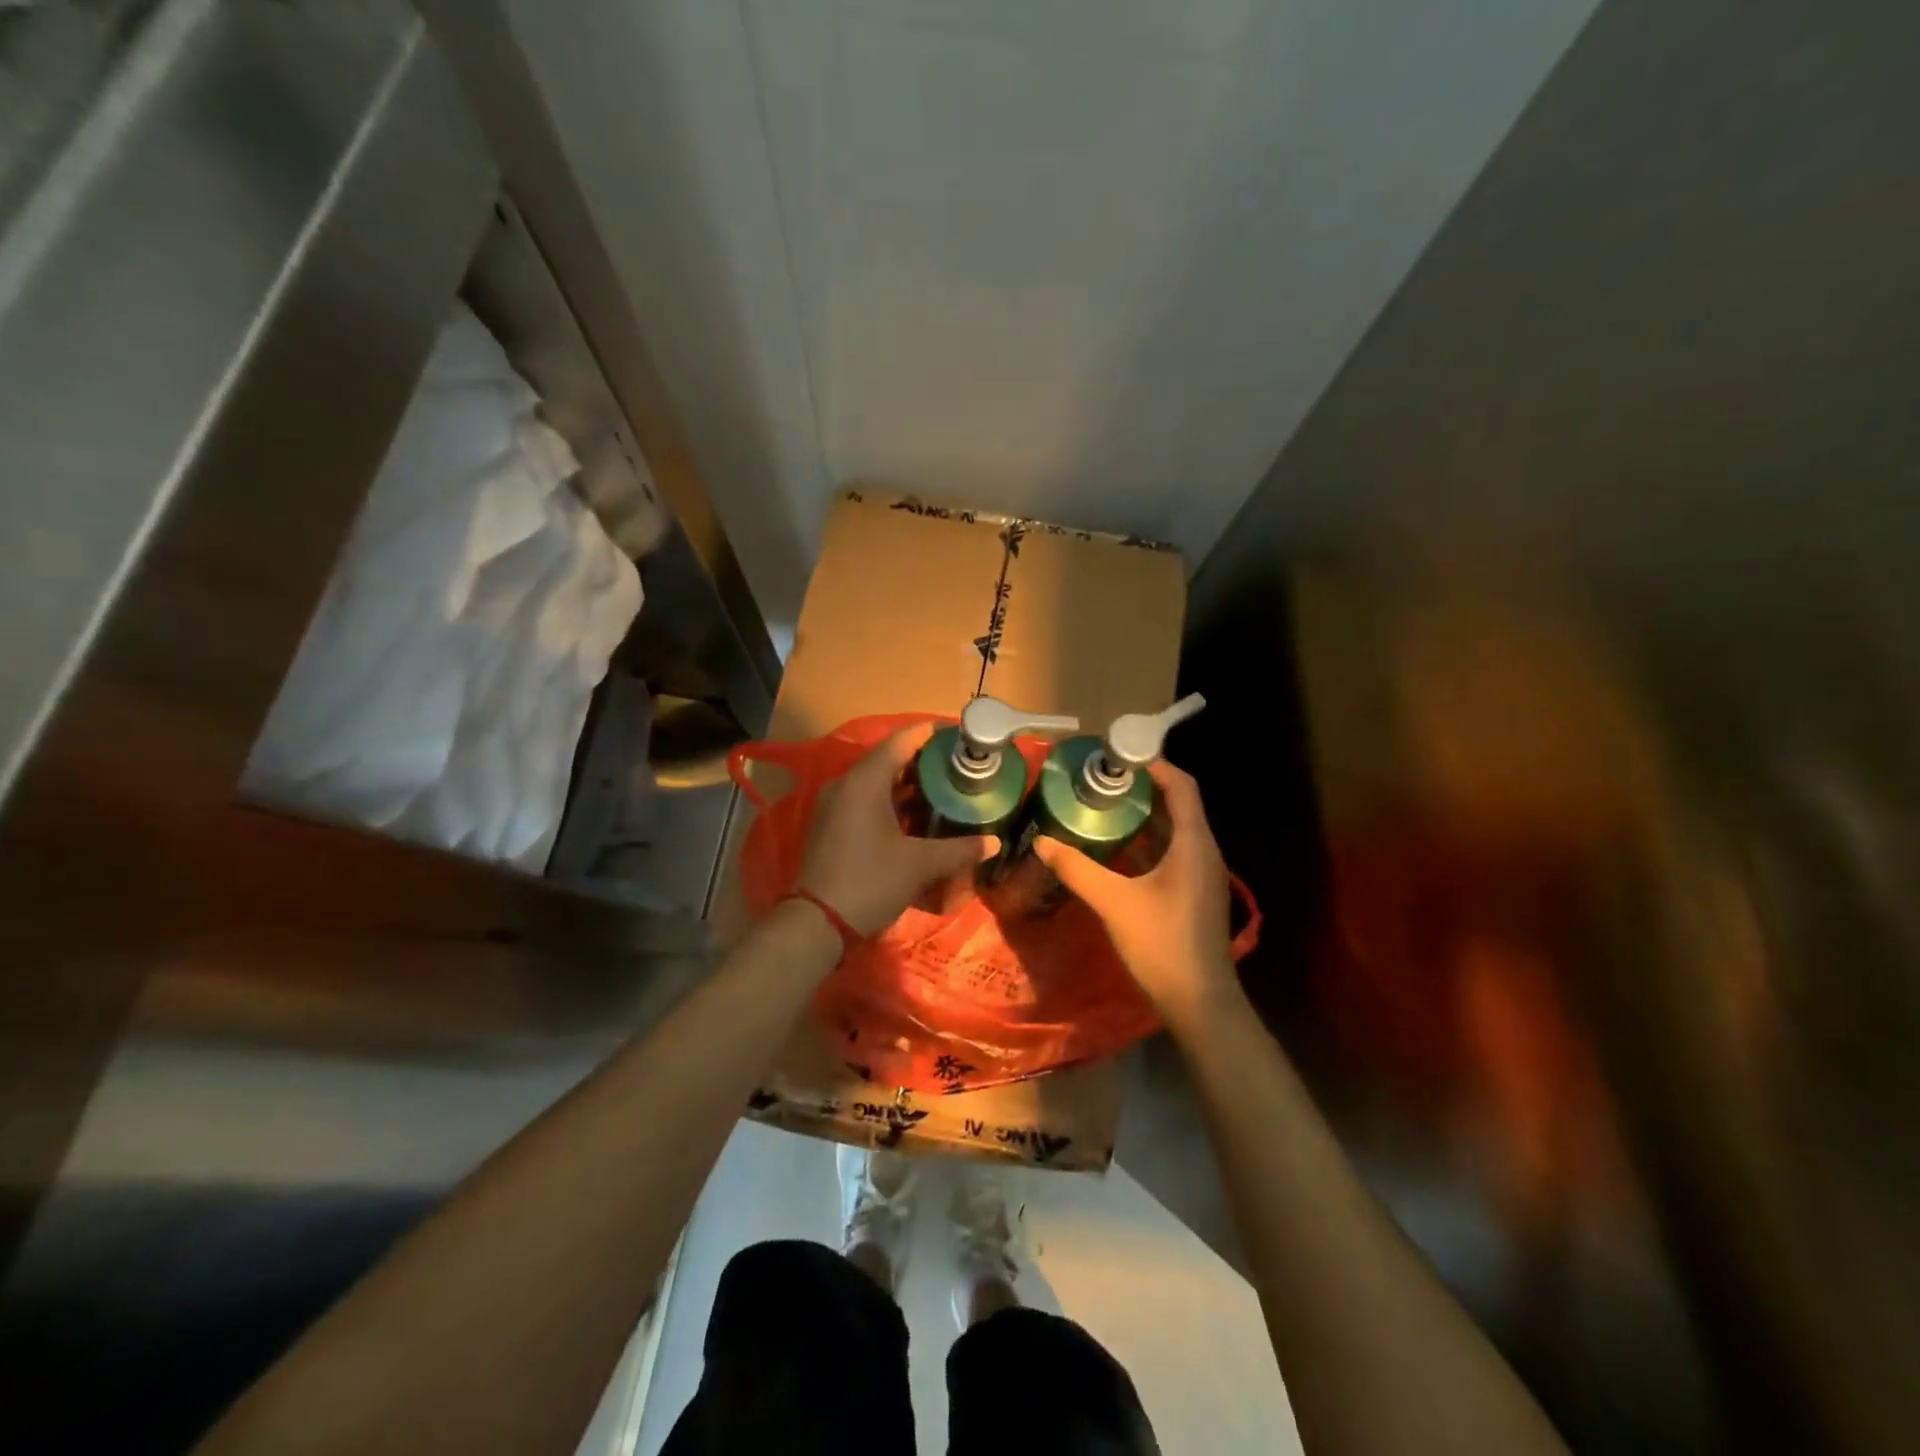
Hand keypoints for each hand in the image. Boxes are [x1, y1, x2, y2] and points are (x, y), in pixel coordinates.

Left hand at [799, 724, 999, 935]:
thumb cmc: (870, 881)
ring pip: (877, 781)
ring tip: (944, 788)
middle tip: (958, 765)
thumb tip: (995, 843)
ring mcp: (836, 805)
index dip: (931, 733)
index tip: (959, 735)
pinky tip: (916, 816)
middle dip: (924, 760)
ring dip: (908, 782)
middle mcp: (847, 784)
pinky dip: (892, 800)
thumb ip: (960, 849)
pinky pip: (866, 799)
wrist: (817, 923)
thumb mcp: (919, 864)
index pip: (901, 740)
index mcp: (865, 781)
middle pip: (889, 758)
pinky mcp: (832, 825)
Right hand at [1034, 760, 1239, 1025]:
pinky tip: (1114, 844)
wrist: (1200, 1003)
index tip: (1117, 755)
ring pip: (1173, 828)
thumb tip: (1041, 841)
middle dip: (1142, 785)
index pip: (1182, 786)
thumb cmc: (1162, 945)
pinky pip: (1170, 850)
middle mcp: (1203, 850)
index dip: (1154, 764)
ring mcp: (1200, 872)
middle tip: (1100, 777)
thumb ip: (1076, 869)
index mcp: (1193, 843)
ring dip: (1143, 813)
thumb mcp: (1113, 903)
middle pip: (1178, 802)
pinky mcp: (1192, 891)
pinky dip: (1145, 838)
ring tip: (1102, 802)